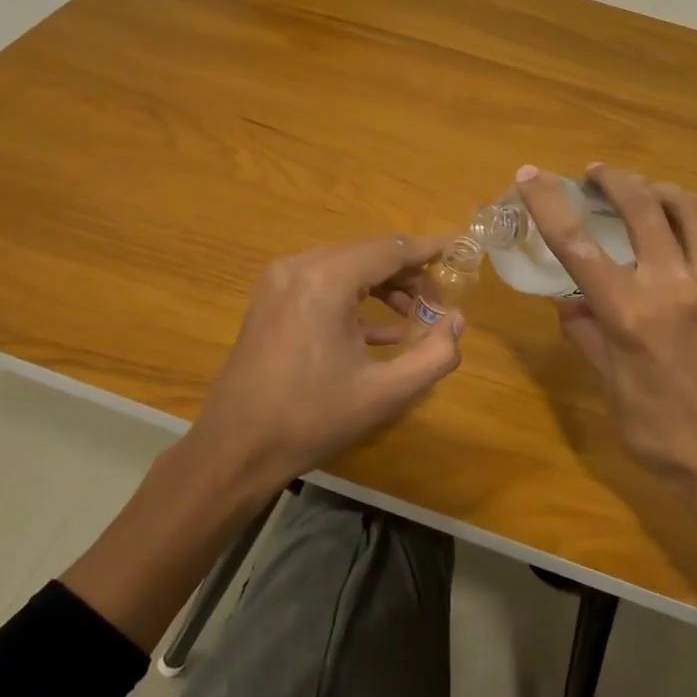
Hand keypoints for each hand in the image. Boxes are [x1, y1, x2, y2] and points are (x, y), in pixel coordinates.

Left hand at [196, 234, 465, 488]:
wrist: (235, 448)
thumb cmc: (311, 419)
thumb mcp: (384, 394)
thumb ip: (433, 355)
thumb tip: (457, 321)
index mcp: (325, 281)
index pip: (389, 249)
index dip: (428, 249)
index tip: (460, 248)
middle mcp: (300, 268)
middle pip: (367, 254)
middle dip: (408, 273)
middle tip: (440, 298)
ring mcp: (280, 282)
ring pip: (346, 267)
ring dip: (383, 286)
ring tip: (416, 315)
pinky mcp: (272, 301)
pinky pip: (323, 285)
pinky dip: (355, 299)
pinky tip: (383, 332)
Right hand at [517, 164, 696, 517]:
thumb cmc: (661, 431)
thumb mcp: (610, 386)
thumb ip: (587, 334)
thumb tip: (567, 300)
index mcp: (629, 314)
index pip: (577, 244)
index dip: (548, 203)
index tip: (529, 175)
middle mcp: (675, 287)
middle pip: (640, 206)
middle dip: (613, 180)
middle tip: (597, 175)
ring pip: (691, 209)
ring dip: (661, 191)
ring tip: (646, 192)